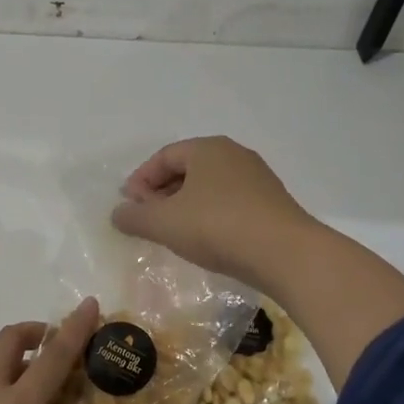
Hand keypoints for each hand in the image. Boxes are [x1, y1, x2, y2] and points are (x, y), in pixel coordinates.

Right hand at [110, 136, 318, 287]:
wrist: (286, 254)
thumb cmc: (217, 227)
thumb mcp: (164, 223)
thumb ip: (135, 217)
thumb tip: (118, 213)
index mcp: (207, 148)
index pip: (163, 156)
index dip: (140, 180)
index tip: (128, 207)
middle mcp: (234, 155)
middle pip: (187, 169)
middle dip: (161, 193)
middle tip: (148, 220)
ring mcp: (257, 179)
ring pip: (209, 187)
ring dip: (186, 207)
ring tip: (174, 234)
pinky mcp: (272, 204)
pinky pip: (230, 203)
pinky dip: (210, 216)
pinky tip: (206, 241)